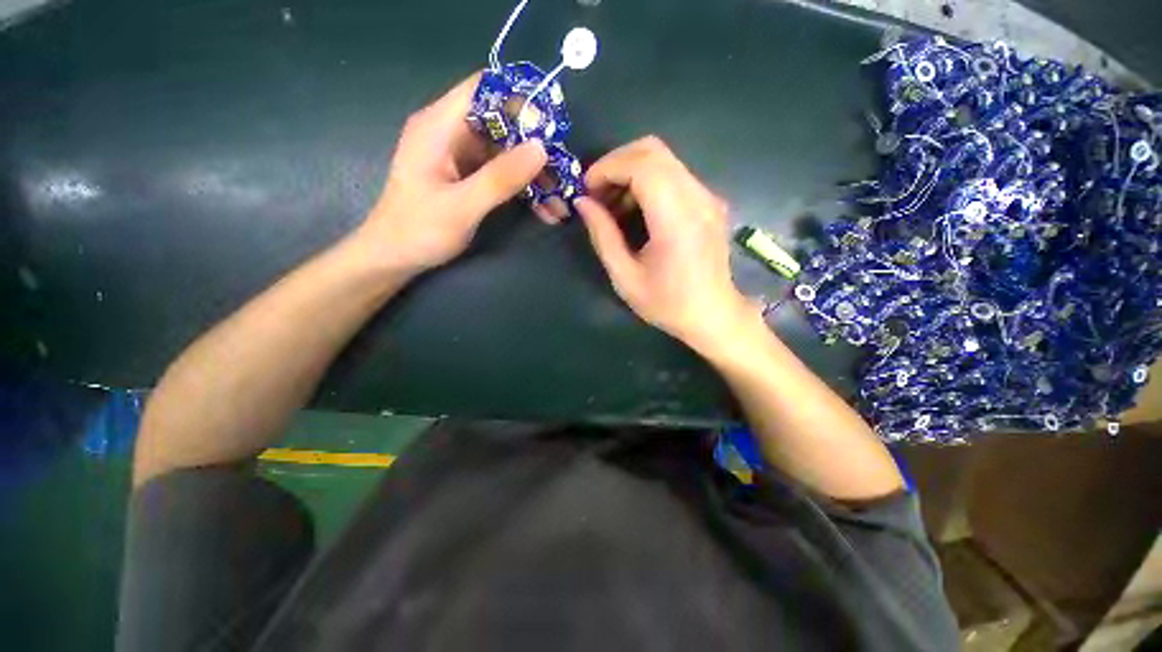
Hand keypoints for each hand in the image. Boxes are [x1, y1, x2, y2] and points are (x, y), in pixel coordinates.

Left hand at [355, 72, 547, 274]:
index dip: (519, 101)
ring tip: (559, 201)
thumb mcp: (462, 206)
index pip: (484, 90)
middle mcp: (451, 134)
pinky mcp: (468, 179)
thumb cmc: (418, 230)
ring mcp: (461, 158)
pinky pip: (502, 175)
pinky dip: (523, 190)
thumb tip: (541, 148)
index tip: (550, 129)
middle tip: (563, 174)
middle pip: (502, 124)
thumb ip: (500, 178)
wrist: (394, 258)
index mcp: (439, 126)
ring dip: (534, 175)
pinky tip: (545, 210)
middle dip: (535, 148)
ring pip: (507, 153)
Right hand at [575, 136, 757, 354]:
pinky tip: (636, 210)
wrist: (714, 315)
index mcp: (676, 220)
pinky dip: (648, 182)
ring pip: (664, 159)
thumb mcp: (625, 278)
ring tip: (613, 205)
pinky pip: (674, 175)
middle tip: (597, 193)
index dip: (608, 167)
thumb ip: (603, 236)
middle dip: (616, 164)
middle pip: (653, 151)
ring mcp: (708, 197)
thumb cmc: (668, 304)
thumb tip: (583, 203)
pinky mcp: (710, 201)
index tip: (586, 188)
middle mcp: (697, 198)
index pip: (642, 165)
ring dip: (631, 172)